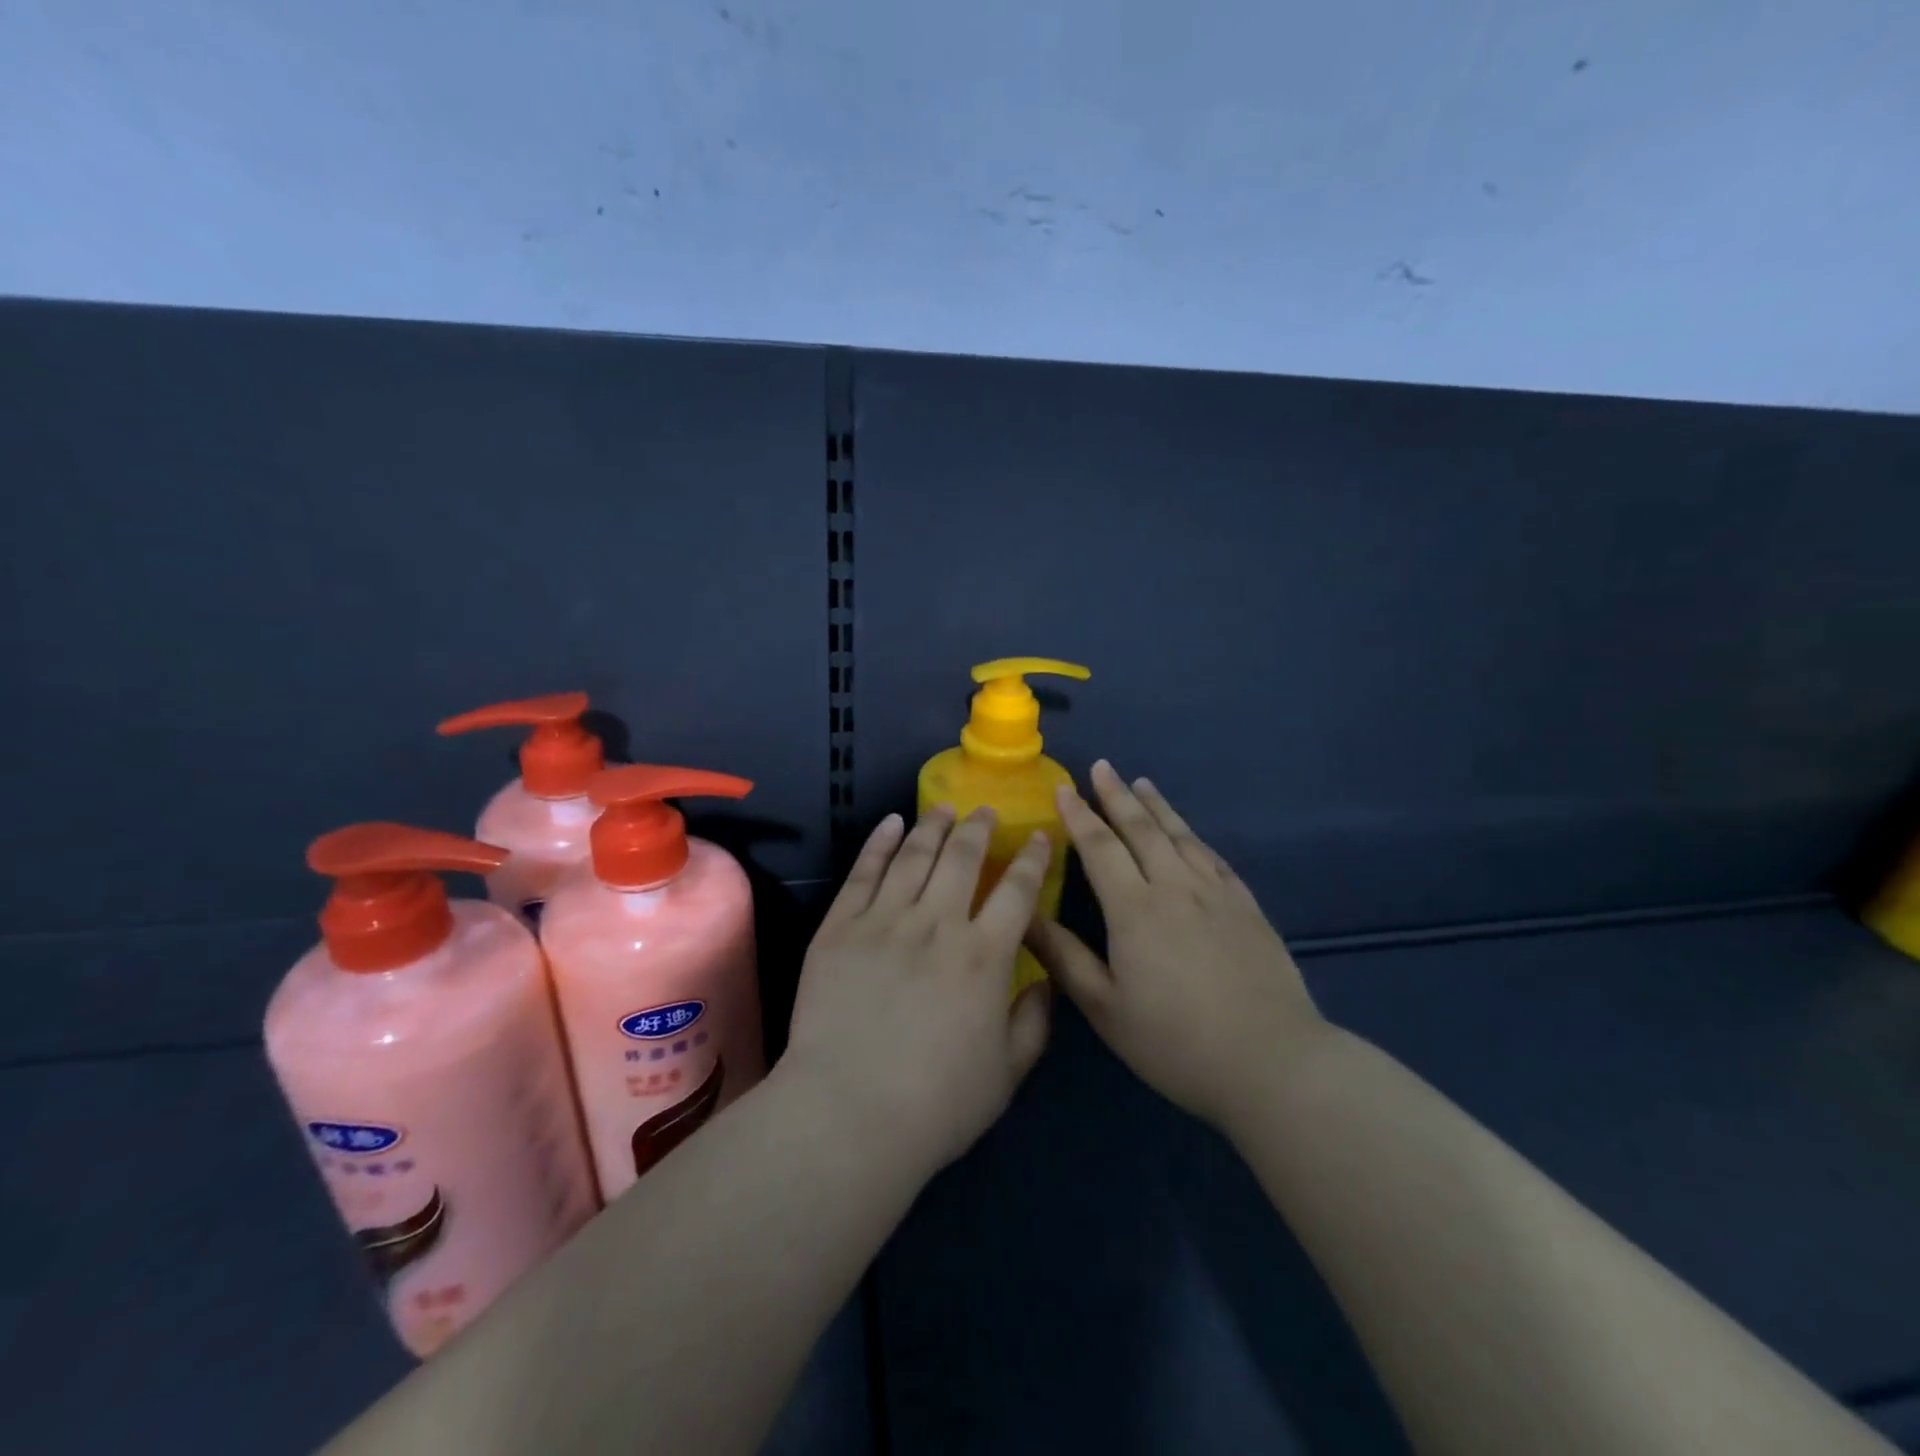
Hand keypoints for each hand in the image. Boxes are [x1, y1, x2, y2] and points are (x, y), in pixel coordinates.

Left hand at [784, 806, 1052, 1177]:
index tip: (1038, 836)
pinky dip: (879, 843)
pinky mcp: (840, 927)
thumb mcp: (1007, 1074)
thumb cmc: (936, 1104)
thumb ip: (1034, 1023)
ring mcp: (885, 921)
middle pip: (963, 858)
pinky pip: (864, 872)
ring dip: (932, 826)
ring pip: (914, 855)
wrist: (847, 1114)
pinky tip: (890, 824)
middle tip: (984, 811)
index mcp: (984, 956)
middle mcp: (938, 924)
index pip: (1018, 890)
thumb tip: (1046, 982)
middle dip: (978, 828)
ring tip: (943, 809)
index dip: (1031, 858)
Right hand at [1026, 760, 1326, 1129]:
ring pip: (1181, 836)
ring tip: (1143, 783)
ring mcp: (1216, 894)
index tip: (1063, 788)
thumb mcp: (1106, 1008)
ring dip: (1158, 807)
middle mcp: (1175, 887)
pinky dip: (1195, 837)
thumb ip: (1064, 957)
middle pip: (1142, 829)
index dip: (1079, 815)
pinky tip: (1191, 834)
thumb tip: (1025, 915)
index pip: (1100, 847)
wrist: (1272, 1063)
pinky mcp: (1247, 908)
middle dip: (1117, 795)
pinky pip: (1215, 859)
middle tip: (1102, 767)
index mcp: (1135, 909)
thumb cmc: (1176, 1042)